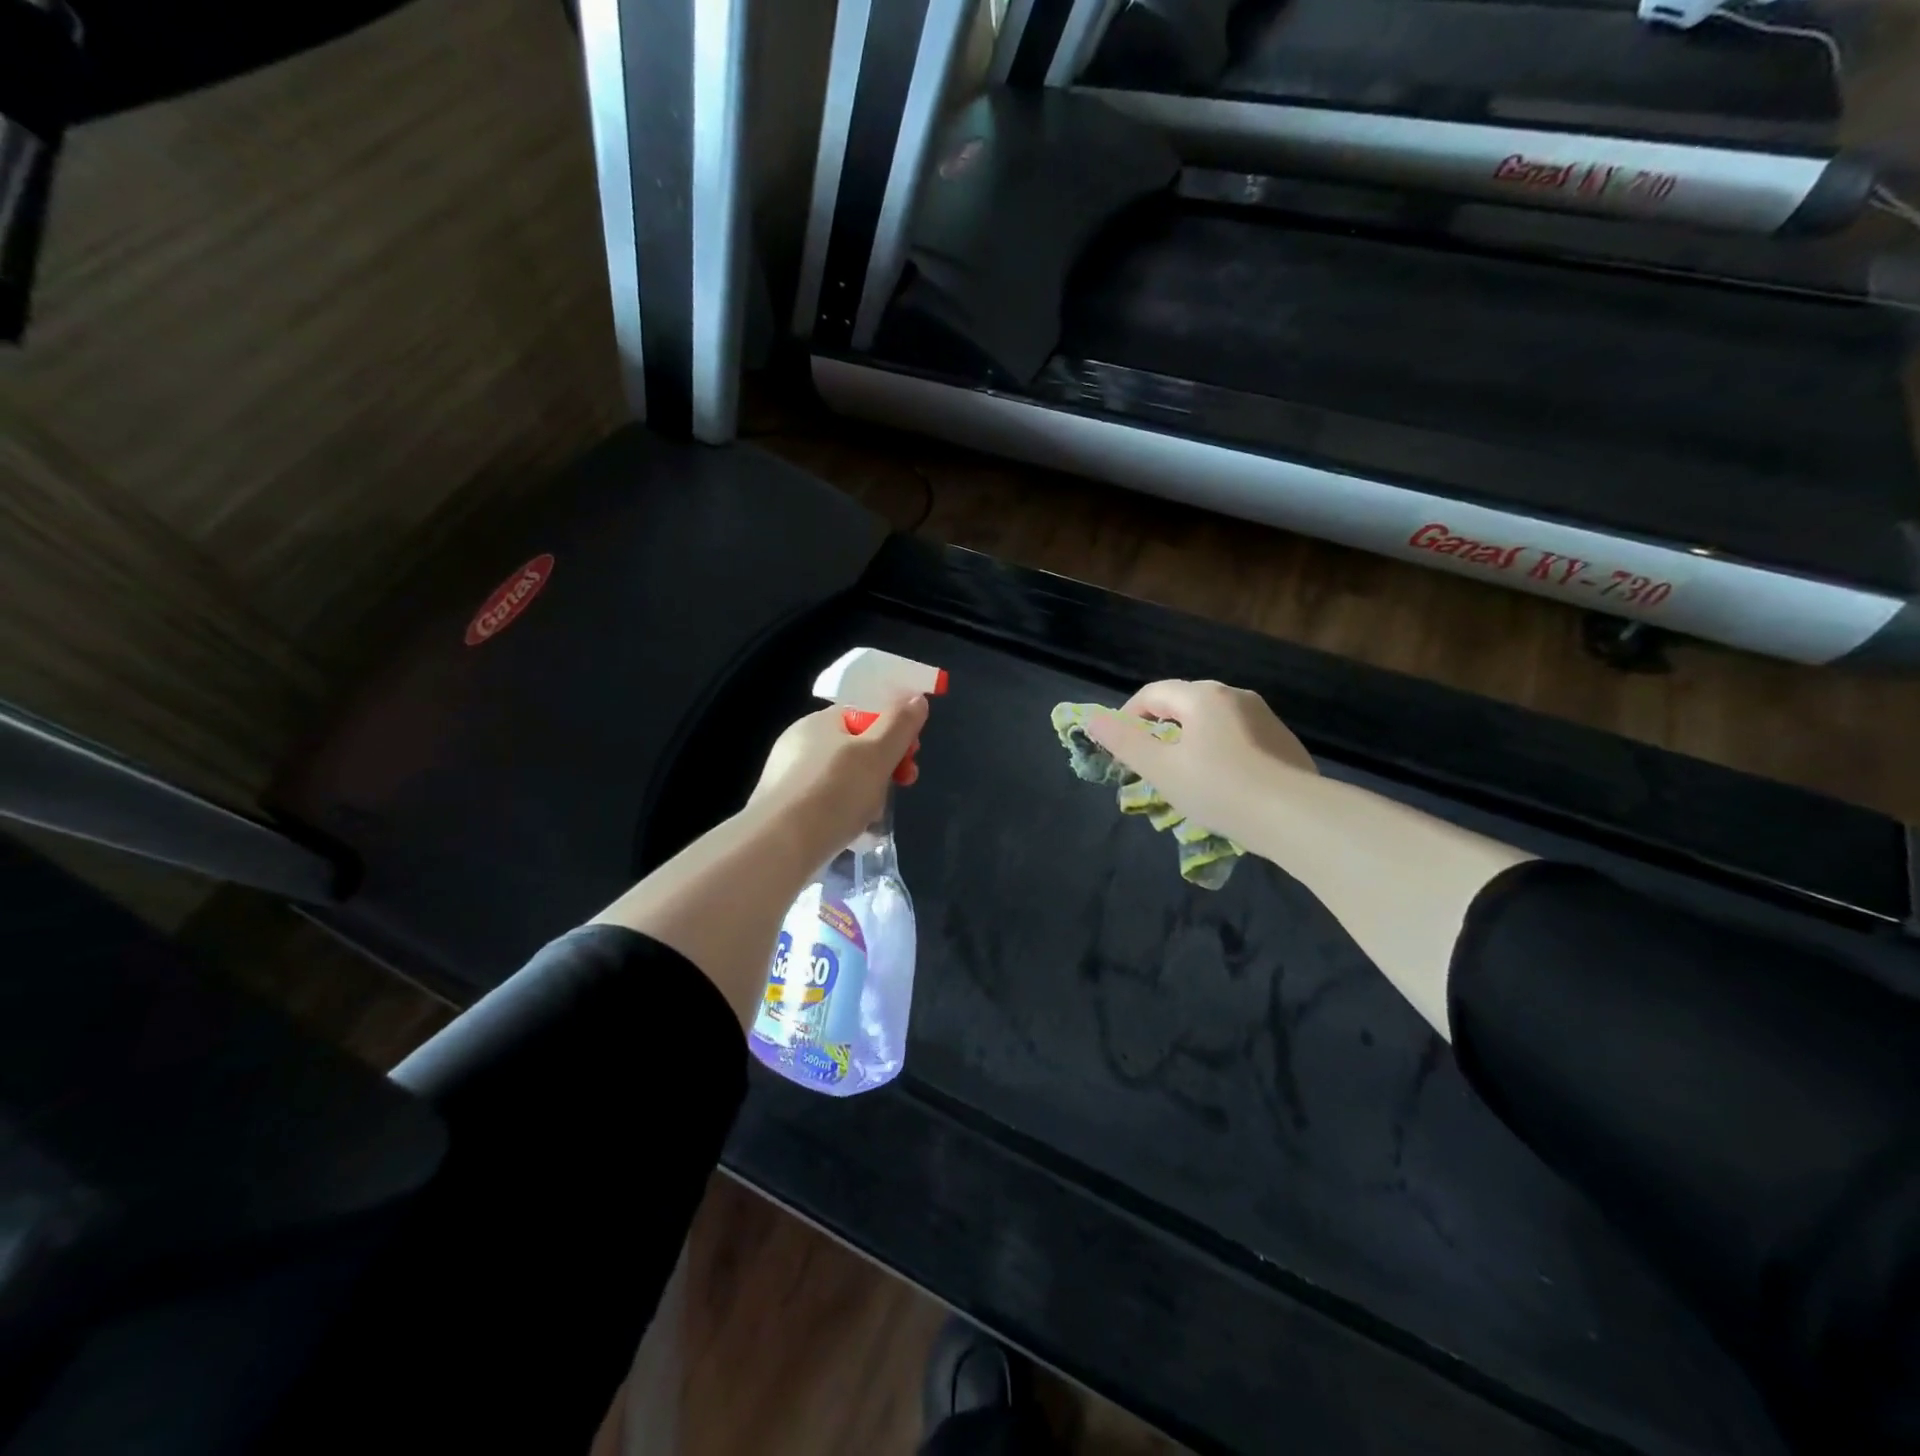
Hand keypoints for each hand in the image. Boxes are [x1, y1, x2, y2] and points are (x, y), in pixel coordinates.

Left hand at [748, 696, 930, 863]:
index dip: (894, 730)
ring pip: (842, 779)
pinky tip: (851, 832)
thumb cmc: (834, 791)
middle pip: (855, 748)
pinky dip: (843, 814)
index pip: (864, 713)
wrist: (780, 846)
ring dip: (866, 794)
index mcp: (819, 721)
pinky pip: (824, 804)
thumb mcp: (878, 753)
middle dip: (883, 767)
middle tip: (900, 787)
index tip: (912, 754)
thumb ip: (900, 724)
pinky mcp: (782, 810)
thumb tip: (916, 698)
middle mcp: (799, 743)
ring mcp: (787, 777)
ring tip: (873, 818)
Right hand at [1086, 679, 1314, 843]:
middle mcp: (1234, 695)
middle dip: (1160, 728)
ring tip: (1185, 775)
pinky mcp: (1283, 740)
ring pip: (1213, 721)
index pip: (1153, 693)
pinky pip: (1238, 737)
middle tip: (1150, 763)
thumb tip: (1092, 719)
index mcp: (1201, 696)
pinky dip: (1220, 751)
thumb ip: (1124, 742)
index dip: (1128, 716)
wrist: (1295, 815)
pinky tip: (1223, 783)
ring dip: (1191, 740)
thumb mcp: (1161, 769)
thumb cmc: (1218, 788)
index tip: (1120, 746)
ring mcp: (1263, 717)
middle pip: (1184, 704)